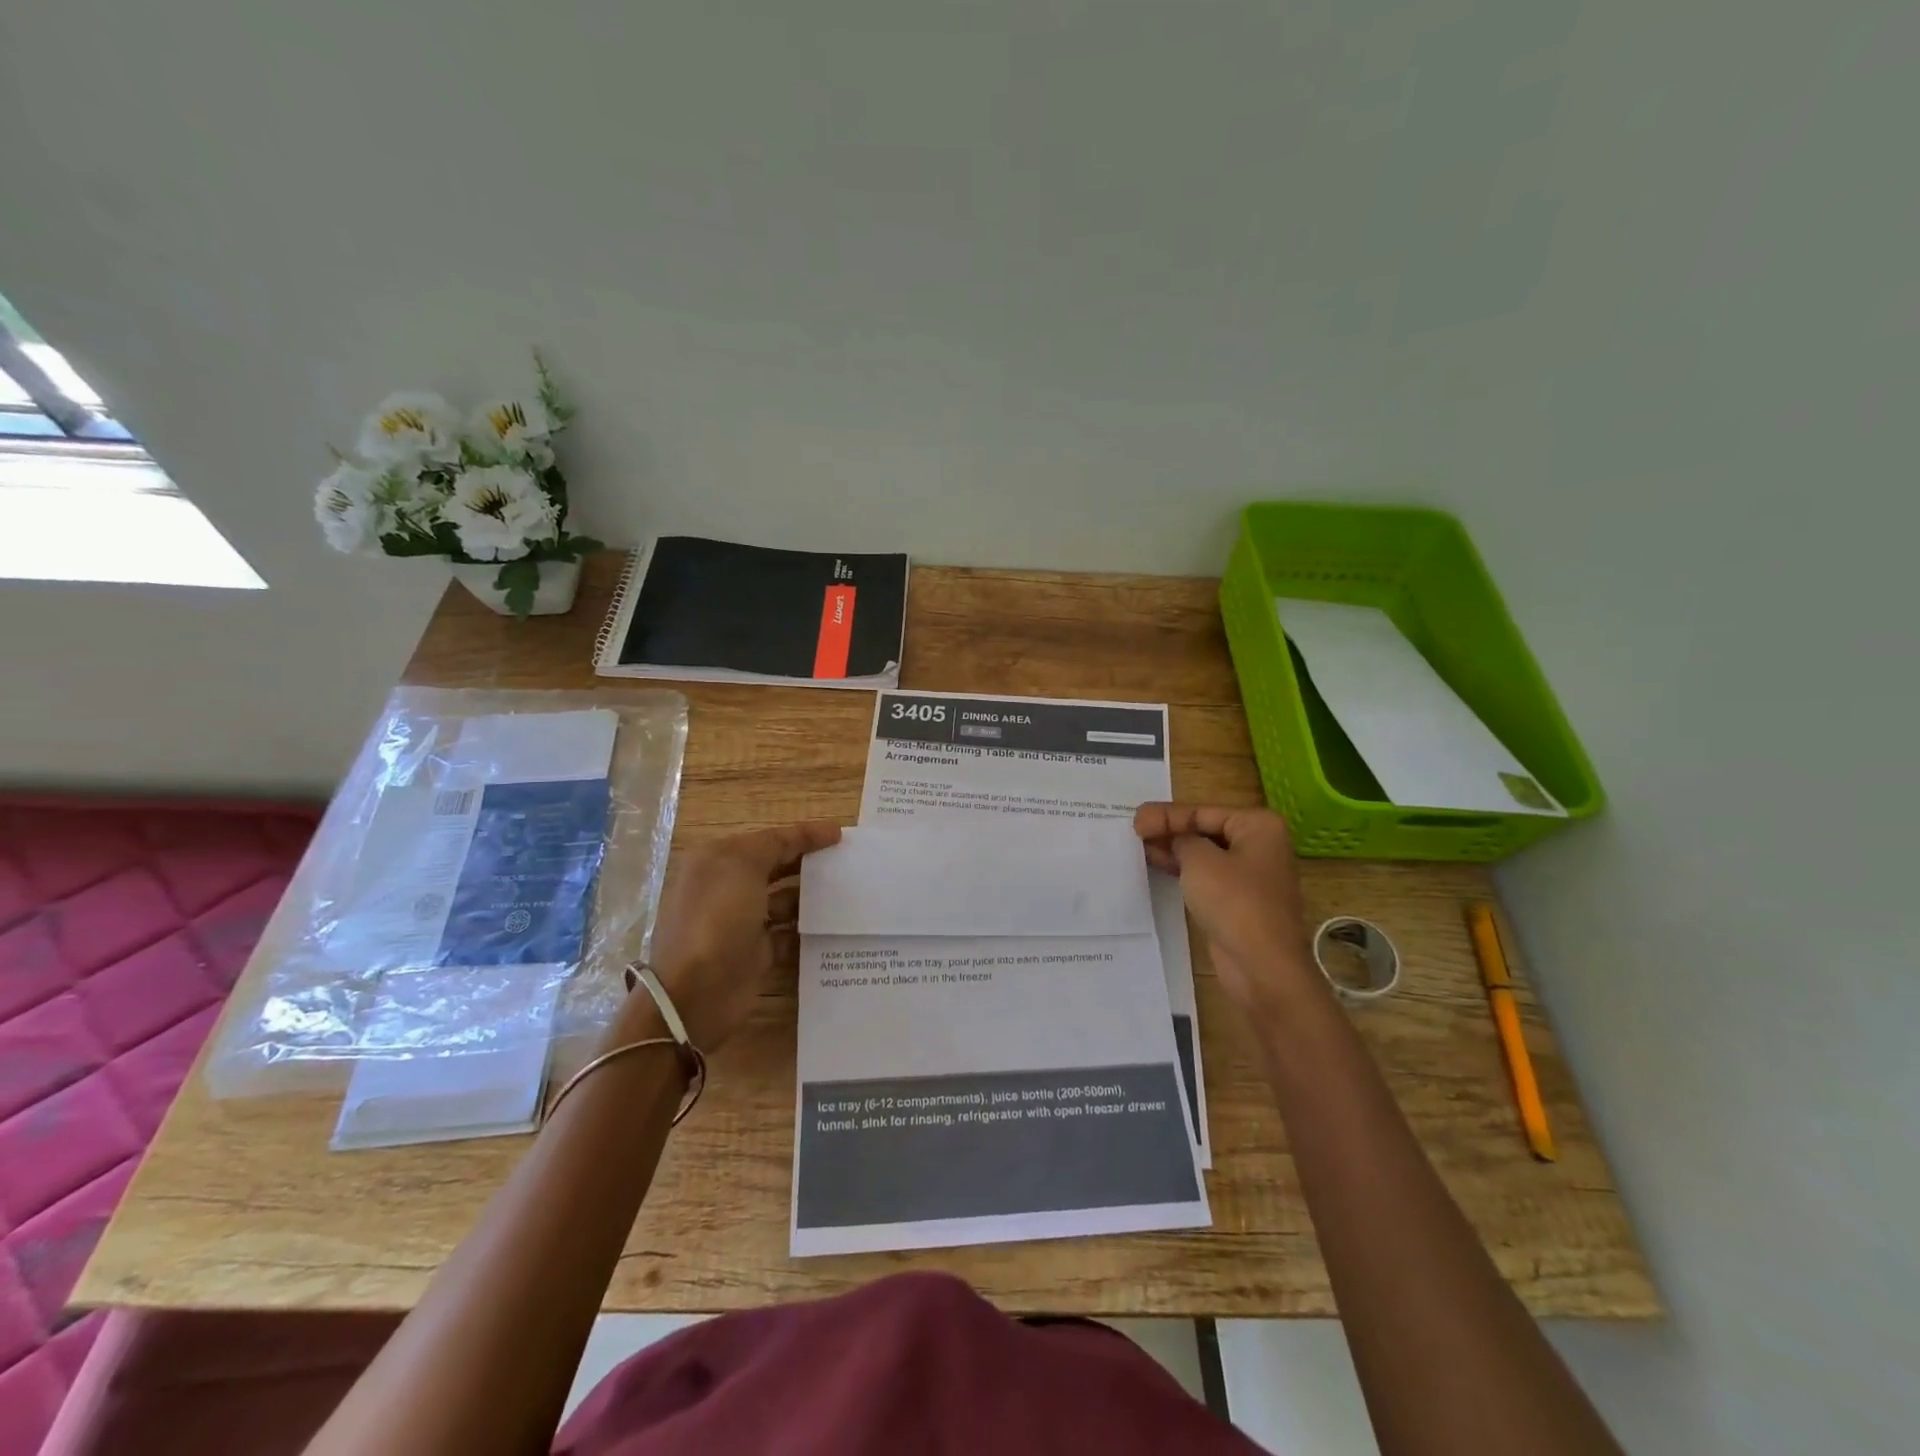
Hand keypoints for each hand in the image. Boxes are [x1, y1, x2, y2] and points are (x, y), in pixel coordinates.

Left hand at [637, 822, 841, 1050]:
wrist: (696, 993)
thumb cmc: (717, 918)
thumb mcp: (742, 866)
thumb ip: (775, 844)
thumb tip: (806, 835)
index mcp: (717, 861)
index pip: (767, 839)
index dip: (803, 835)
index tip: (840, 835)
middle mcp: (727, 887)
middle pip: (776, 867)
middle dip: (808, 863)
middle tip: (846, 863)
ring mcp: (741, 922)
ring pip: (785, 901)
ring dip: (812, 896)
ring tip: (847, 893)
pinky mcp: (756, 952)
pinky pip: (789, 934)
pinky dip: (808, 930)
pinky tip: (833, 925)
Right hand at [1134, 803, 1316, 1018]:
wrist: (1262, 966)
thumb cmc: (1234, 902)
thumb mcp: (1200, 860)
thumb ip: (1181, 840)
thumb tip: (1175, 840)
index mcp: (1258, 826)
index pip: (1203, 812)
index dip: (1166, 815)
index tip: (1135, 820)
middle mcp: (1259, 846)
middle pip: (1205, 830)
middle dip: (1170, 831)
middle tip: (1133, 832)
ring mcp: (1251, 875)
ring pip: (1205, 854)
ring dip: (1174, 851)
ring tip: (1139, 848)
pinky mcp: (1239, 901)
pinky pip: (1207, 877)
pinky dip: (1184, 871)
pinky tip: (1158, 867)